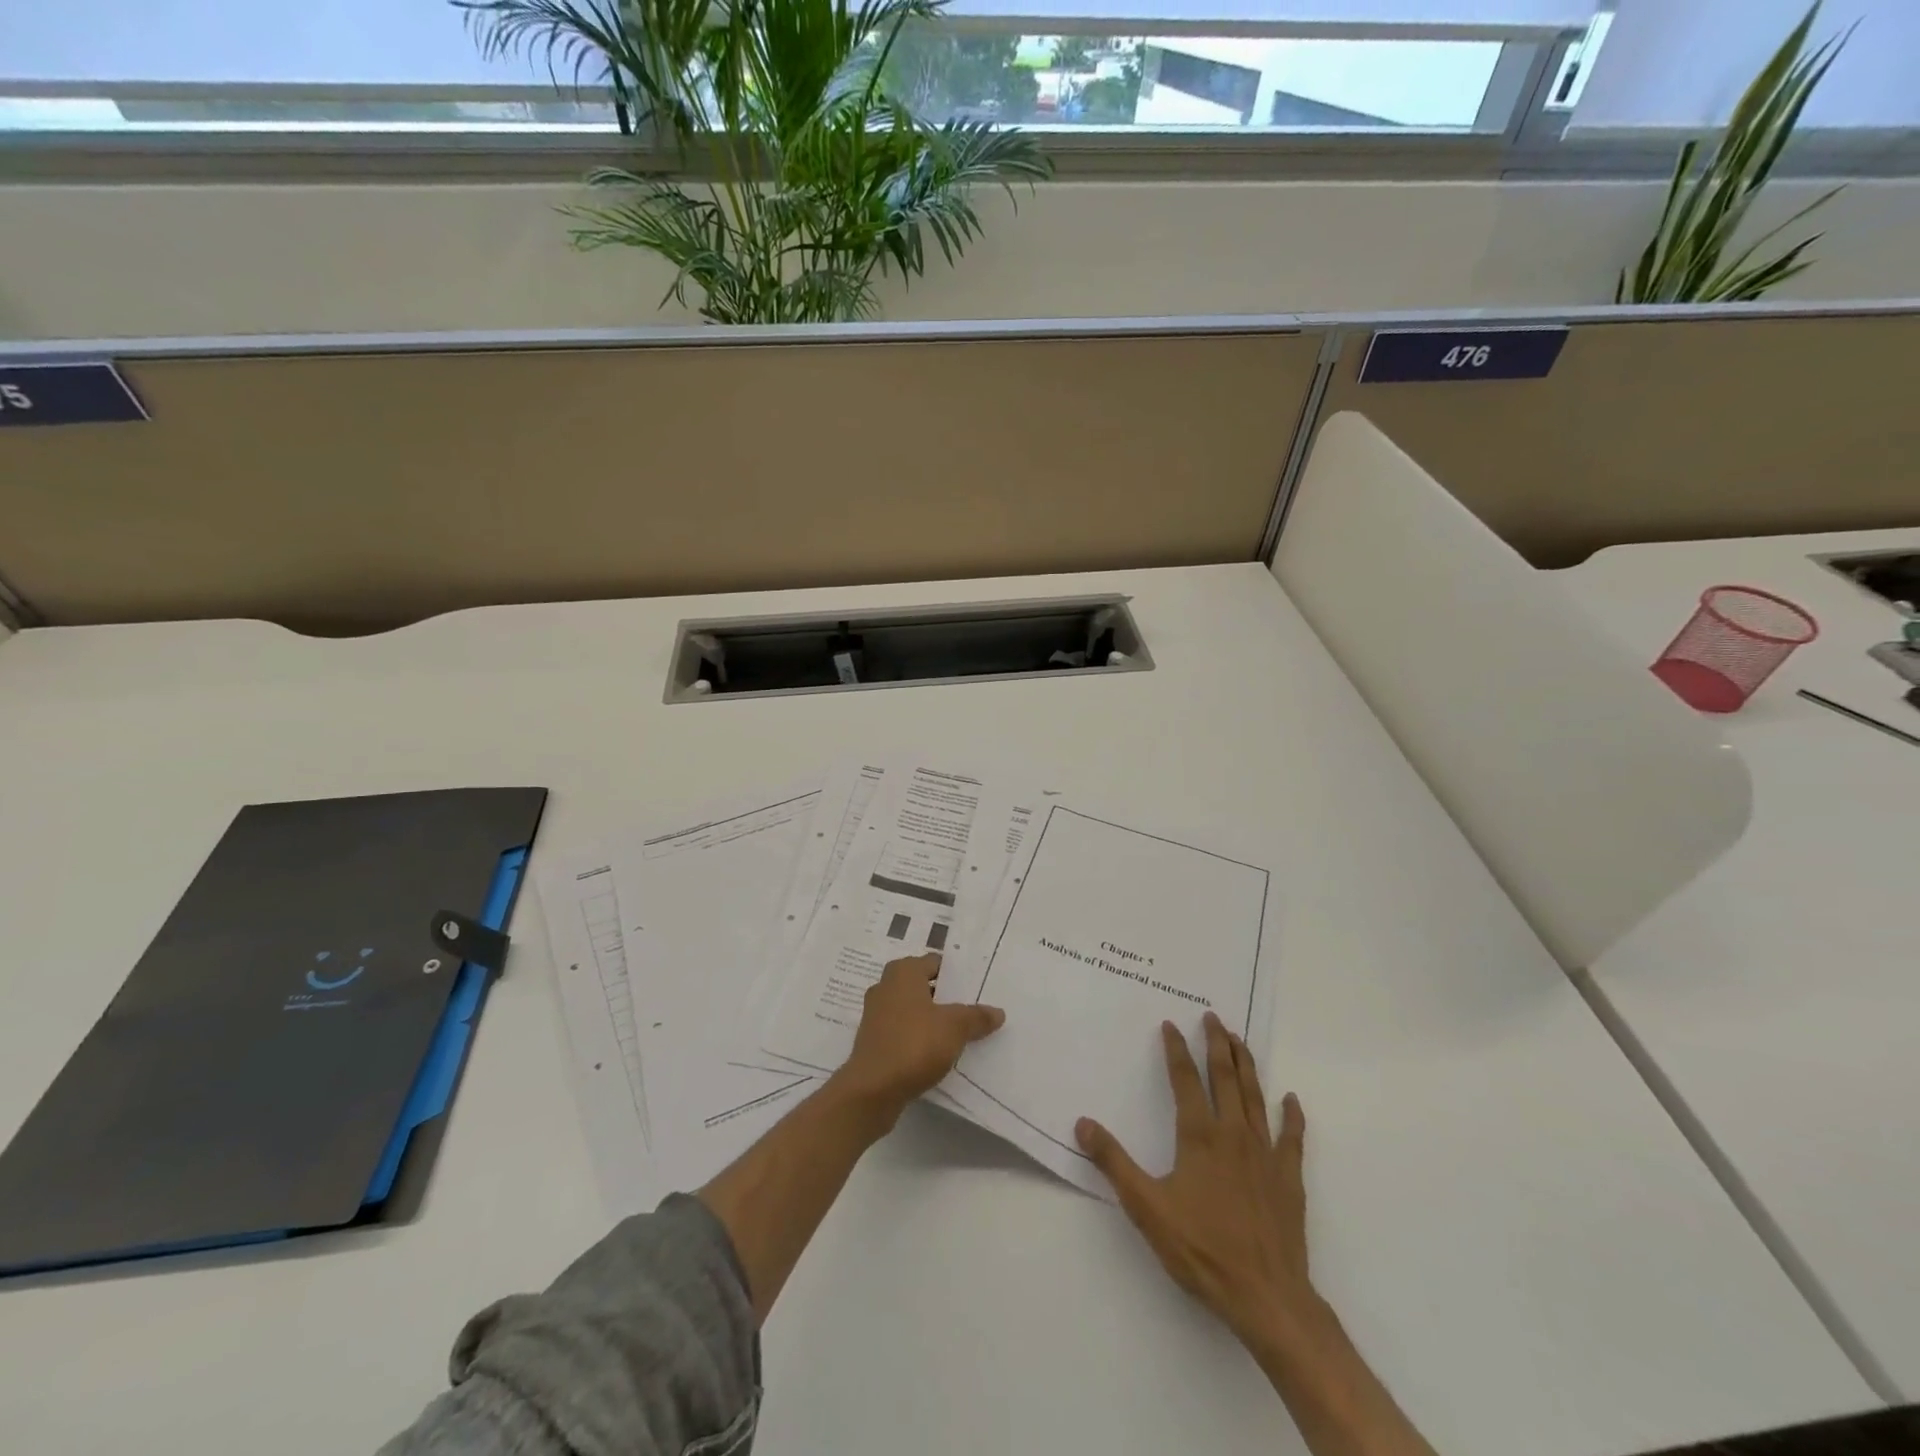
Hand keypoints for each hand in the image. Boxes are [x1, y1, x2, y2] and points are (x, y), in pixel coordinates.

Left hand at [832, 953, 1005, 1127]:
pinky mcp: (873, 1041)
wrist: (872, 1090)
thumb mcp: (955, 1028)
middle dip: (946, 997)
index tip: (977, 987)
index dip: (957, 974)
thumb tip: (998, 1012)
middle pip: (924, 986)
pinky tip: (938, 1053)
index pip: (935, 962)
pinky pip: (903, 1031)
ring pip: (913, 1010)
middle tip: (973, 1008)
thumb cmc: (914, 1044)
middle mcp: (886, 986)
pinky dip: (918, 1037)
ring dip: (932, 1019)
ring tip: (960, 1033)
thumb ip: (977, 1017)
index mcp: (903, 972)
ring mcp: (876, 1015)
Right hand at [1075, 1012, 1317, 1350]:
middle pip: (1225, 1077)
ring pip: (1254, 1097)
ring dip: (1246, 1065)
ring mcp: (1265, 1154)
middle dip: (1217, 1044)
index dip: (1176, 1050)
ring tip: (1240, 1040)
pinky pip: (1292, 1138)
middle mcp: (1233, 1134)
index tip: (1170, 1024)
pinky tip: (1290, 1100)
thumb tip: (1083, 1123)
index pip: (1184, 1080)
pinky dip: (1291, 1116)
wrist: (1266, 1296)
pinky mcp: (1288, 1178)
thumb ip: (1114, 1162)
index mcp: (1199, 1136)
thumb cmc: (1202, 1249)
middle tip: (1212, 1017)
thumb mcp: (1146, 1207)